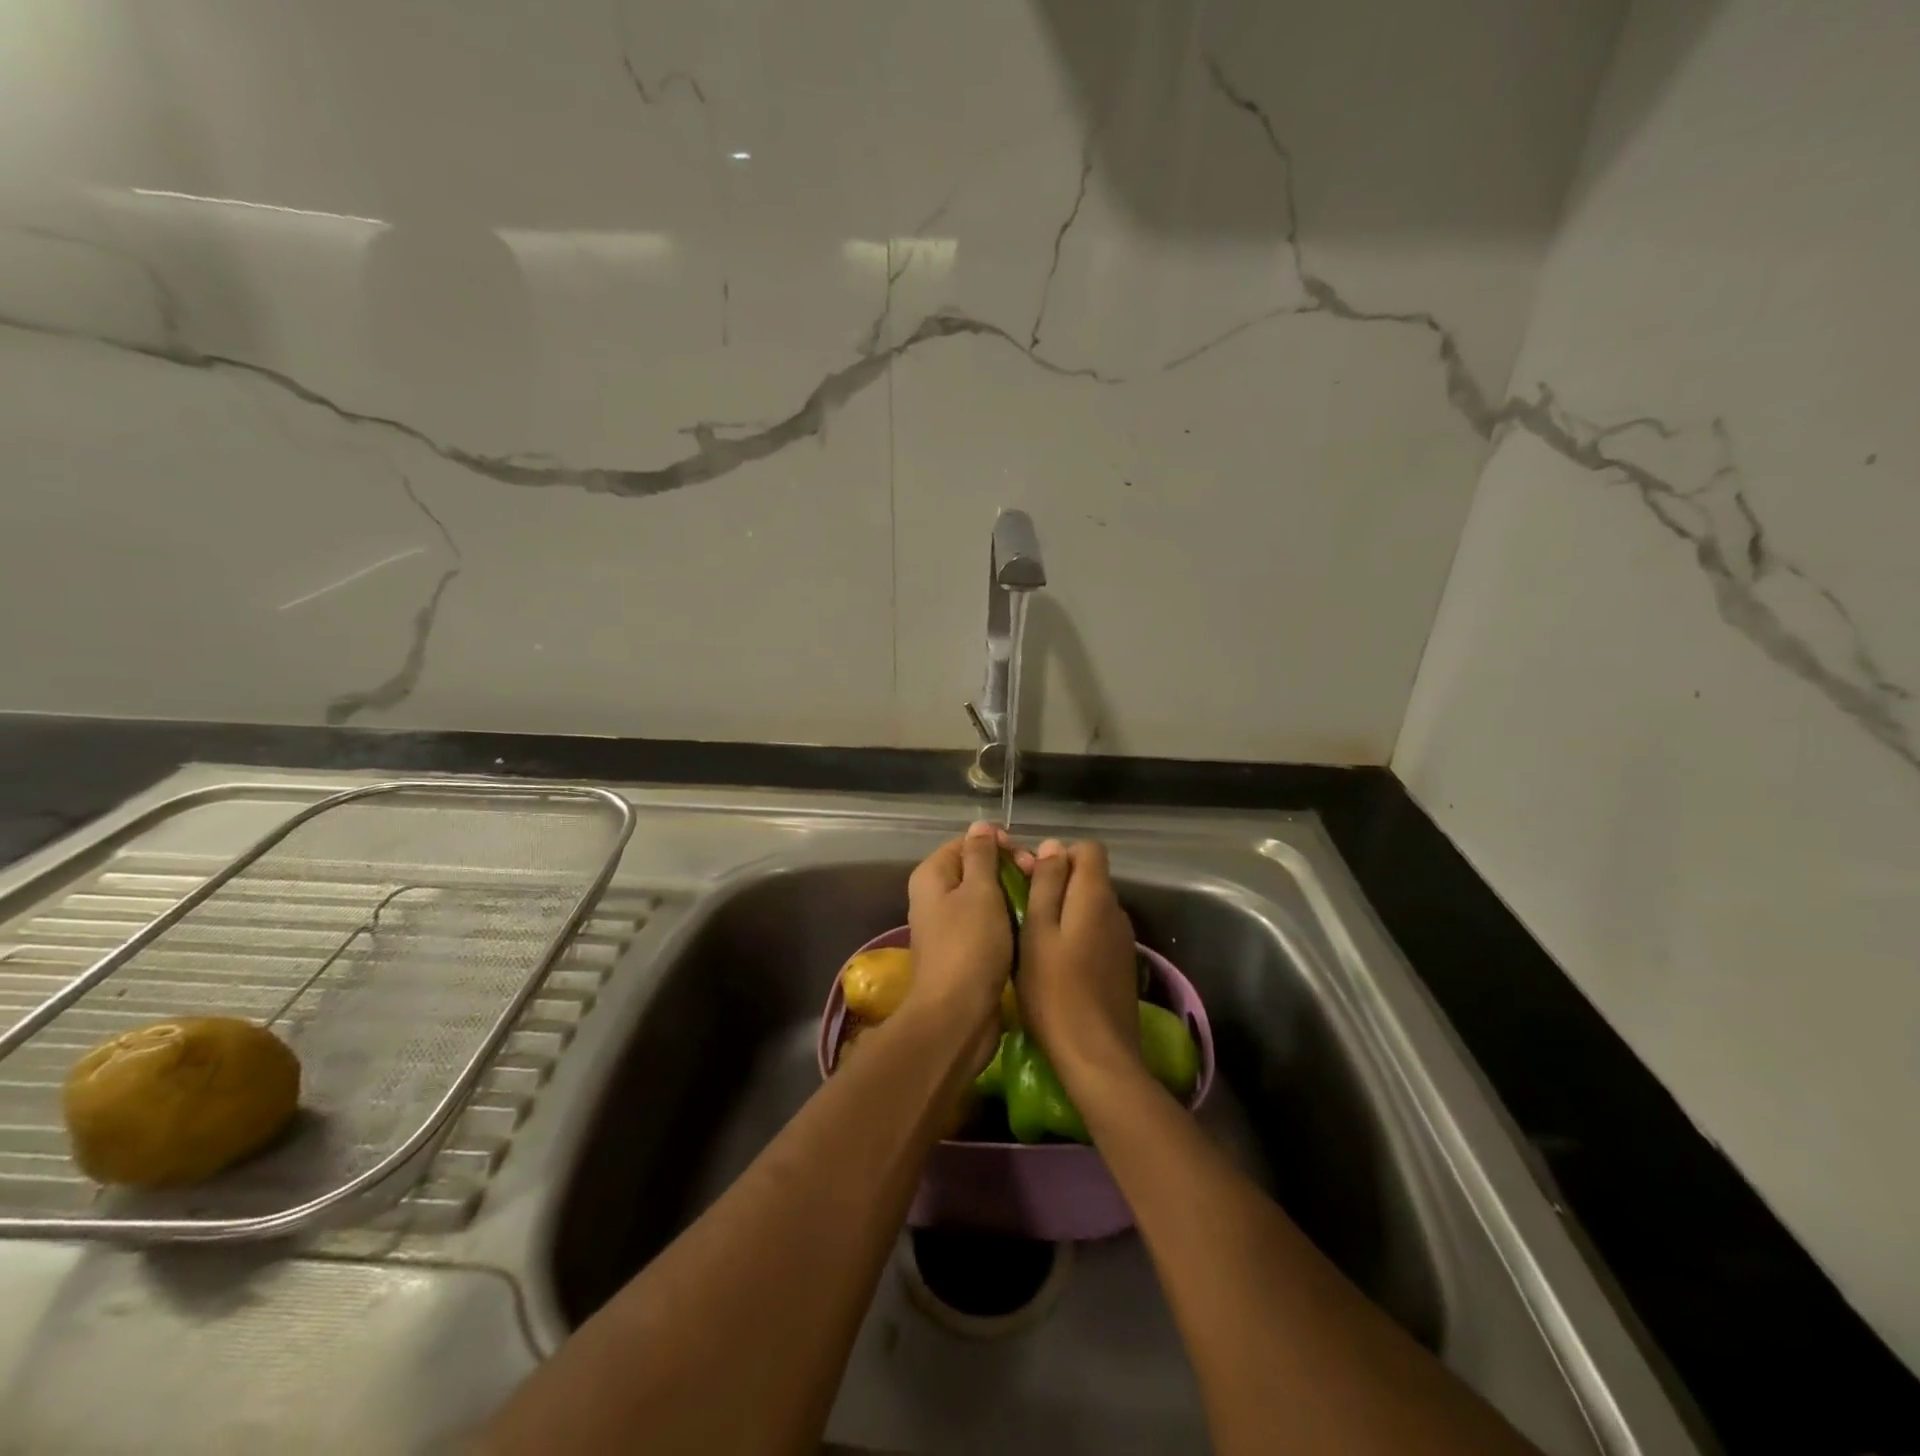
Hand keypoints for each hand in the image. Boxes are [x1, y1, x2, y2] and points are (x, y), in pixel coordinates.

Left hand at [905, 822, 1016, 1050]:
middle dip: (1009, 869)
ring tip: (1040, 901)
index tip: (1026, 857)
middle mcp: (935, 896)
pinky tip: (1031, 926)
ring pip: (986, 897)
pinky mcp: (964, 951)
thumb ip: (981, 855)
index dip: (998, 844)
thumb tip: (980, 826)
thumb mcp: (979, 891)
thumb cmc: (970, 945)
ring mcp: (949, 925)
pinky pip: (989, 924)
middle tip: (1037, 879)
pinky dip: (1008, 921)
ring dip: (1013, 896)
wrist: (958, 1015)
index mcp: (932, 875)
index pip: (967, 842)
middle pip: (977, 868)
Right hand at [1017, 840, 1142, 1089]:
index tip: (1031, 877)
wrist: (1097, 1057)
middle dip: (1057, 882)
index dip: (1059, 855)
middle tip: (1023, 909)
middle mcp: (1116, 910)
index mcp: (1095, 896)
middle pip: (1089, 876)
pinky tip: (1055, 962)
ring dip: (1064, 910)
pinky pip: (1096, 931)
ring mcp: (1122, 939)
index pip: (1088, 849)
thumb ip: (1045, 885)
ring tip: (1034, 937)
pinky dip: (1076, 934)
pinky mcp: (1121, 964)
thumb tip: (1052, 846)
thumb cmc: (1055, 991)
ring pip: (1091, 906)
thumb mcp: (1037, 932)